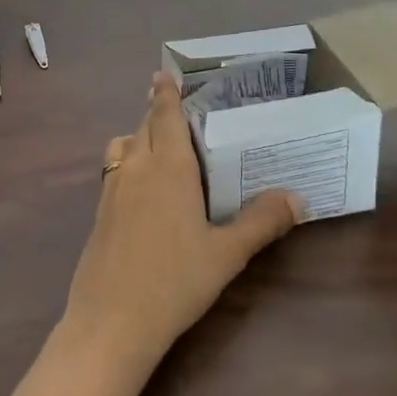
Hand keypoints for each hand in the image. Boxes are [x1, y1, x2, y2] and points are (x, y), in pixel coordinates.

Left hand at [61, 72, 302, 375]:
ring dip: (138, 136)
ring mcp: (112, 190)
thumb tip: (297, 198)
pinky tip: (144, 189)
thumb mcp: (227, 254)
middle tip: (175, 108)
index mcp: (169, 168)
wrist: (111, 321)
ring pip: (123, 146)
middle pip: (144, 127)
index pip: (165, 117)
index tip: (162, 74)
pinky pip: (114, 170)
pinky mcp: (99, 212)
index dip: (165, 94)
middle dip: (157, 112)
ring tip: (160, 147)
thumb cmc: (174, 281)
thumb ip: (261, 222)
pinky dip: (127, 162)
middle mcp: (136, 168)